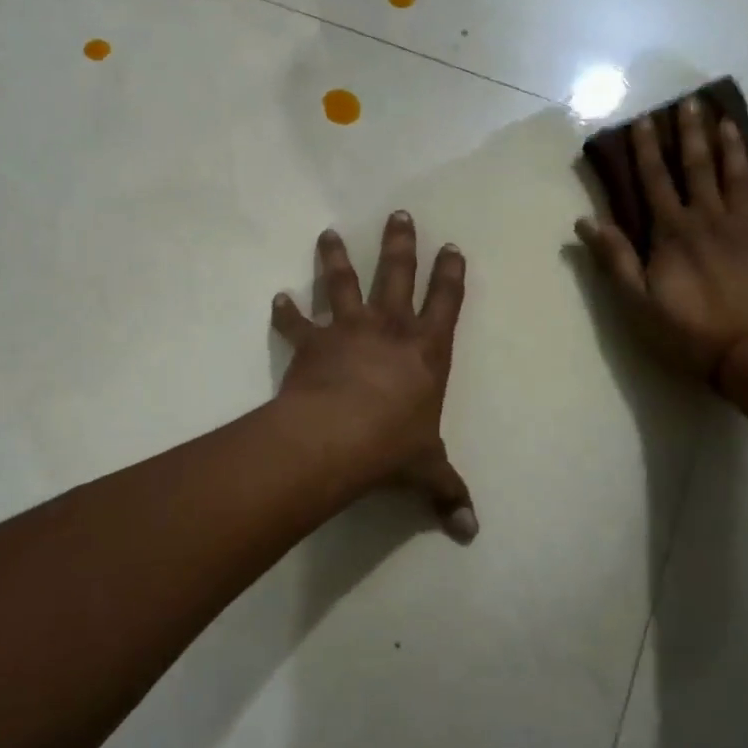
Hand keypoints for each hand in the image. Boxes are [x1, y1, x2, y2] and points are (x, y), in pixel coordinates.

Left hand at [272, 214, 476, 541]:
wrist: (335, 439)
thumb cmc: (391, 447)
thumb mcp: (426, 470)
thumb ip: (448, 493)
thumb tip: (471, 533)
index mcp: (426, 350)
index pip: (446, 302)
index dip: (451, 274)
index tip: (452, 247)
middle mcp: (389, 329)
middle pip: (397, 273)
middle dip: (400, 243)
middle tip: (399, 215)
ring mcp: (348, 330)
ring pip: (343, 282)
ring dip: (335, 257)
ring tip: (328, 233)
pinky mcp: (312, 343)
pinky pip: (296, 322)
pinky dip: (285, 311)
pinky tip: (276, 298)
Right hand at [575, 98, 747, 389]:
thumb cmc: (689, 333)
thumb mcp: (637, 302)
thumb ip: (614, 258)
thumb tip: (585, 221)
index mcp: (674, 232)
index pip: (655, 181)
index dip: (647, 149)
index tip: (644, 119)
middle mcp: (712, 221)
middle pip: (700, 169)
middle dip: (692, 135)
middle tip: (691, 103)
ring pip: (741, 180)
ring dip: (733, 149)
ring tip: (728, 121)